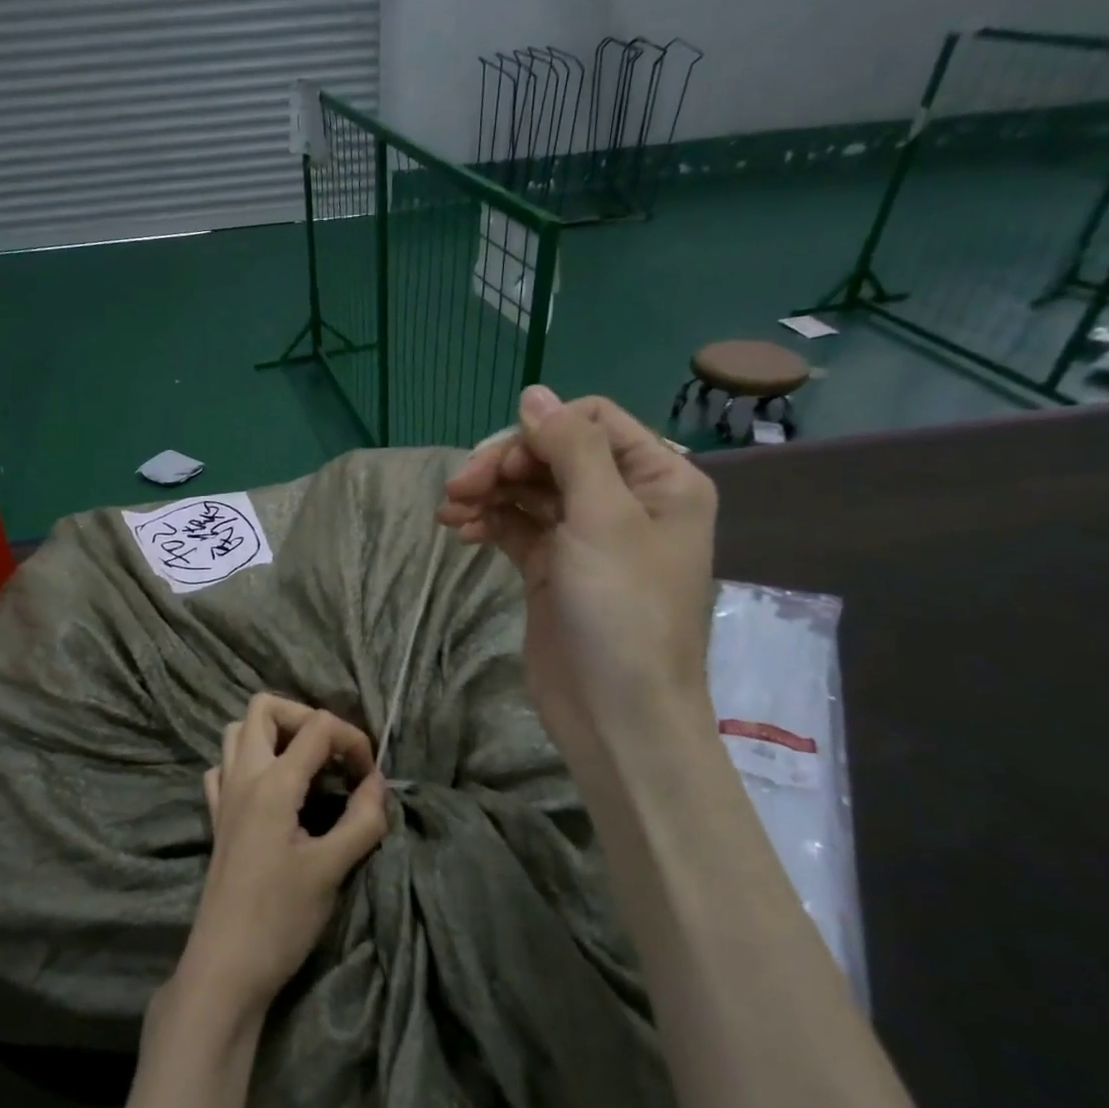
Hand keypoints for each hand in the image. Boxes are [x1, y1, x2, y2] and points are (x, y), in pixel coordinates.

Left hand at [173, 695, 388, 1022]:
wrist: (226, 967)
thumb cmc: (281, 918)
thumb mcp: (333, 869)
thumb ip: (363, 819)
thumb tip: (378, 783)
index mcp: (274, 783)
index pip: (318, 727)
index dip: (353, 740)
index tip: (370, 778)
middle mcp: (243, 776)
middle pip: (264, 708)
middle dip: (305, 718)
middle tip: (332, 755)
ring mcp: (224, 795)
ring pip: (238, 732)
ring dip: (274, 734)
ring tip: (306, 766)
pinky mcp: (217, 817)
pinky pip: (224, 767)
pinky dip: (249, 763)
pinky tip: (271, 791)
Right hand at [436, 386, 718, 755]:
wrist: (616, 714)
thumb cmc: (622, 610)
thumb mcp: (603, 517)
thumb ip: (570, 447)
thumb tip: (533, 393)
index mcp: (659, 479)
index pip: (591, 422)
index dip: (540, 430)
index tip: (499, 460)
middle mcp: (625, 500)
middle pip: (554, 454)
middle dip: (504, 464)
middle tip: (459, 488)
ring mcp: (586, 536)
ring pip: (530, 490)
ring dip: (488, 492)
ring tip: (449, 510)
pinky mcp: (553, 568)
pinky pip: (517, 527)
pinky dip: (489, 521)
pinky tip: (459, 530)